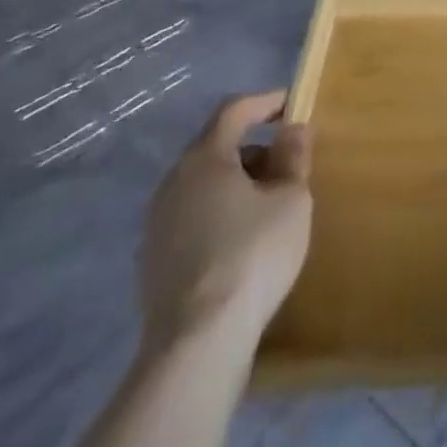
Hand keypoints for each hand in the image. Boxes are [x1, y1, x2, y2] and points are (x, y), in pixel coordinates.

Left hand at [137, 90, 311, 350]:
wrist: (196, 345)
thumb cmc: (251, 255)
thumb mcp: (291, 200)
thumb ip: (293, 157)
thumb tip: (292, 130)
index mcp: (205, 158)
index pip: (234, 110)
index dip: (265, 102)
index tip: (292, 104)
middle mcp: (173, 181)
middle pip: (216, 147)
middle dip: (253, 148)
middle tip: (285, 163)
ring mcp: (157, 224)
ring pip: (202, 185)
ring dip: (235, 183)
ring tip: (268, 205)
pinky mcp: (153, 262)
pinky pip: (191, 218)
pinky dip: (218, 214)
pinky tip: (240, 242)